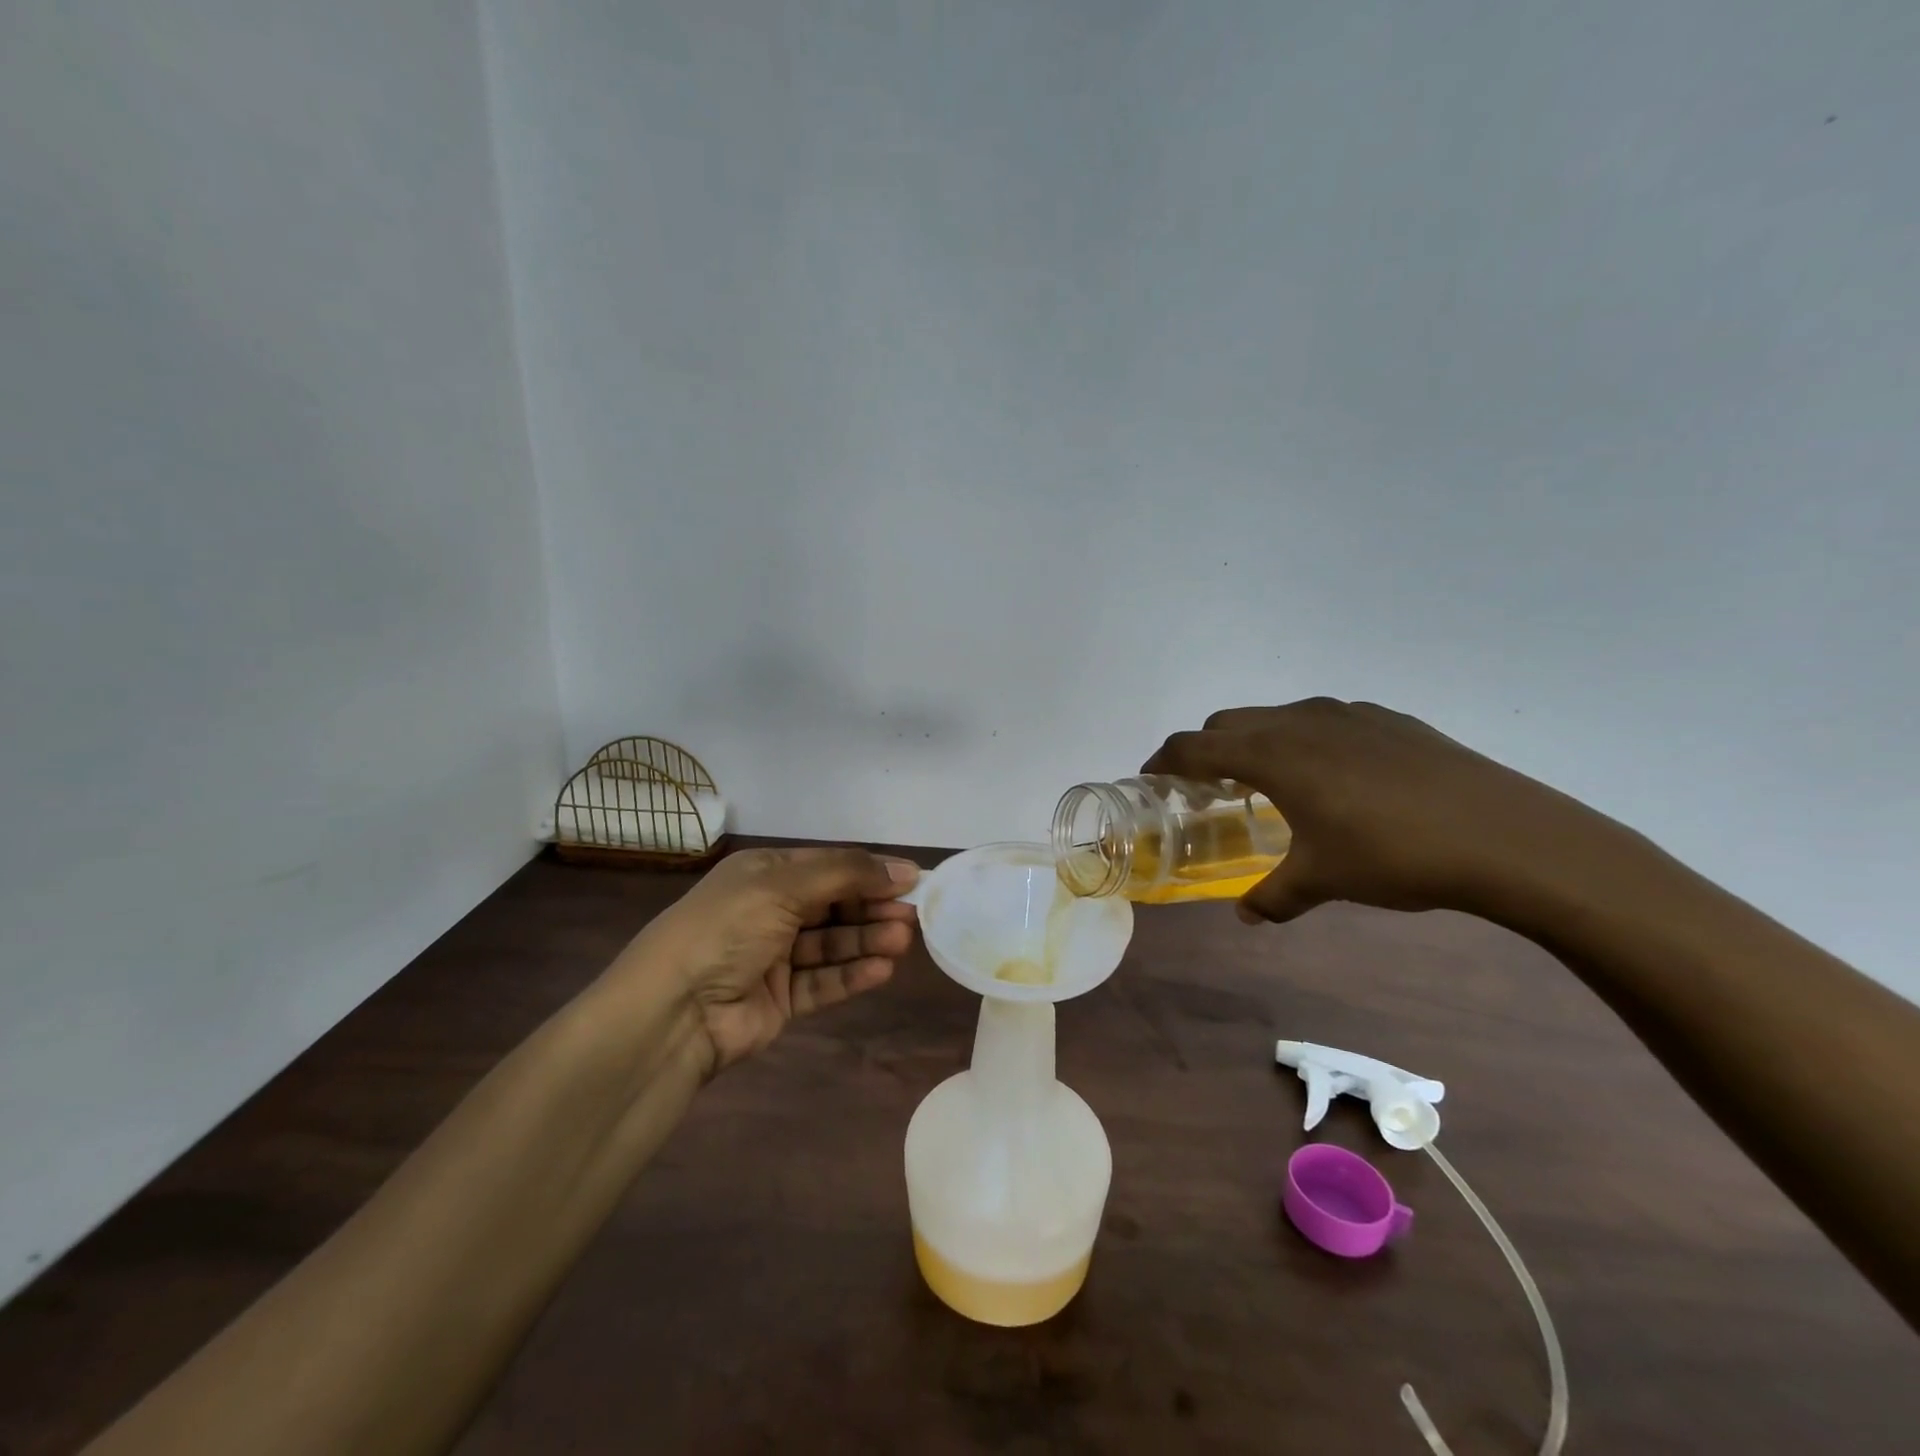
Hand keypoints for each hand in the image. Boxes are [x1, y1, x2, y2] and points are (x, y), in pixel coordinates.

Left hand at [619, 847, 919, 1074]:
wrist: (672, 1012)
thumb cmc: (727, 929)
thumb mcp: (783, 885)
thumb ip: (846, 875)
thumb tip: (904, 870)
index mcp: (765, 873)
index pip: (829, 866)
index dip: (871, 871)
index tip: (914, 879)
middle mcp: (771, 910)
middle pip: (835, 905)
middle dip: (873, 908)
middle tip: (914, 916)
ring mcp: (775, 957)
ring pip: (833, 944)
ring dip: (868, 941)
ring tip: (902, 942)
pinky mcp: (780, 999)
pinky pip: (824, 982)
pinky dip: (852, 975)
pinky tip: (882, 970)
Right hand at [1145, 698, 1604, 923]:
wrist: (1506, 835)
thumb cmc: (1394, 854)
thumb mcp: (1324, 879)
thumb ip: (1275, 895)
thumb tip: (1247, 917)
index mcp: (1273, 754)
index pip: (1195, 747)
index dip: (1164, 760)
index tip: (1149, 777)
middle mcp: (1300, 721)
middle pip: (1228, 722)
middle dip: (1206, 750)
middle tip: (1207, 788)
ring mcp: (1347, 714)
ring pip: (1277, 716)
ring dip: (1256, 742)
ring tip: (1270, 782)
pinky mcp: (1388, 719)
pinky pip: (1323, 721)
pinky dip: (1304, 740)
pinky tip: (1335, 779)